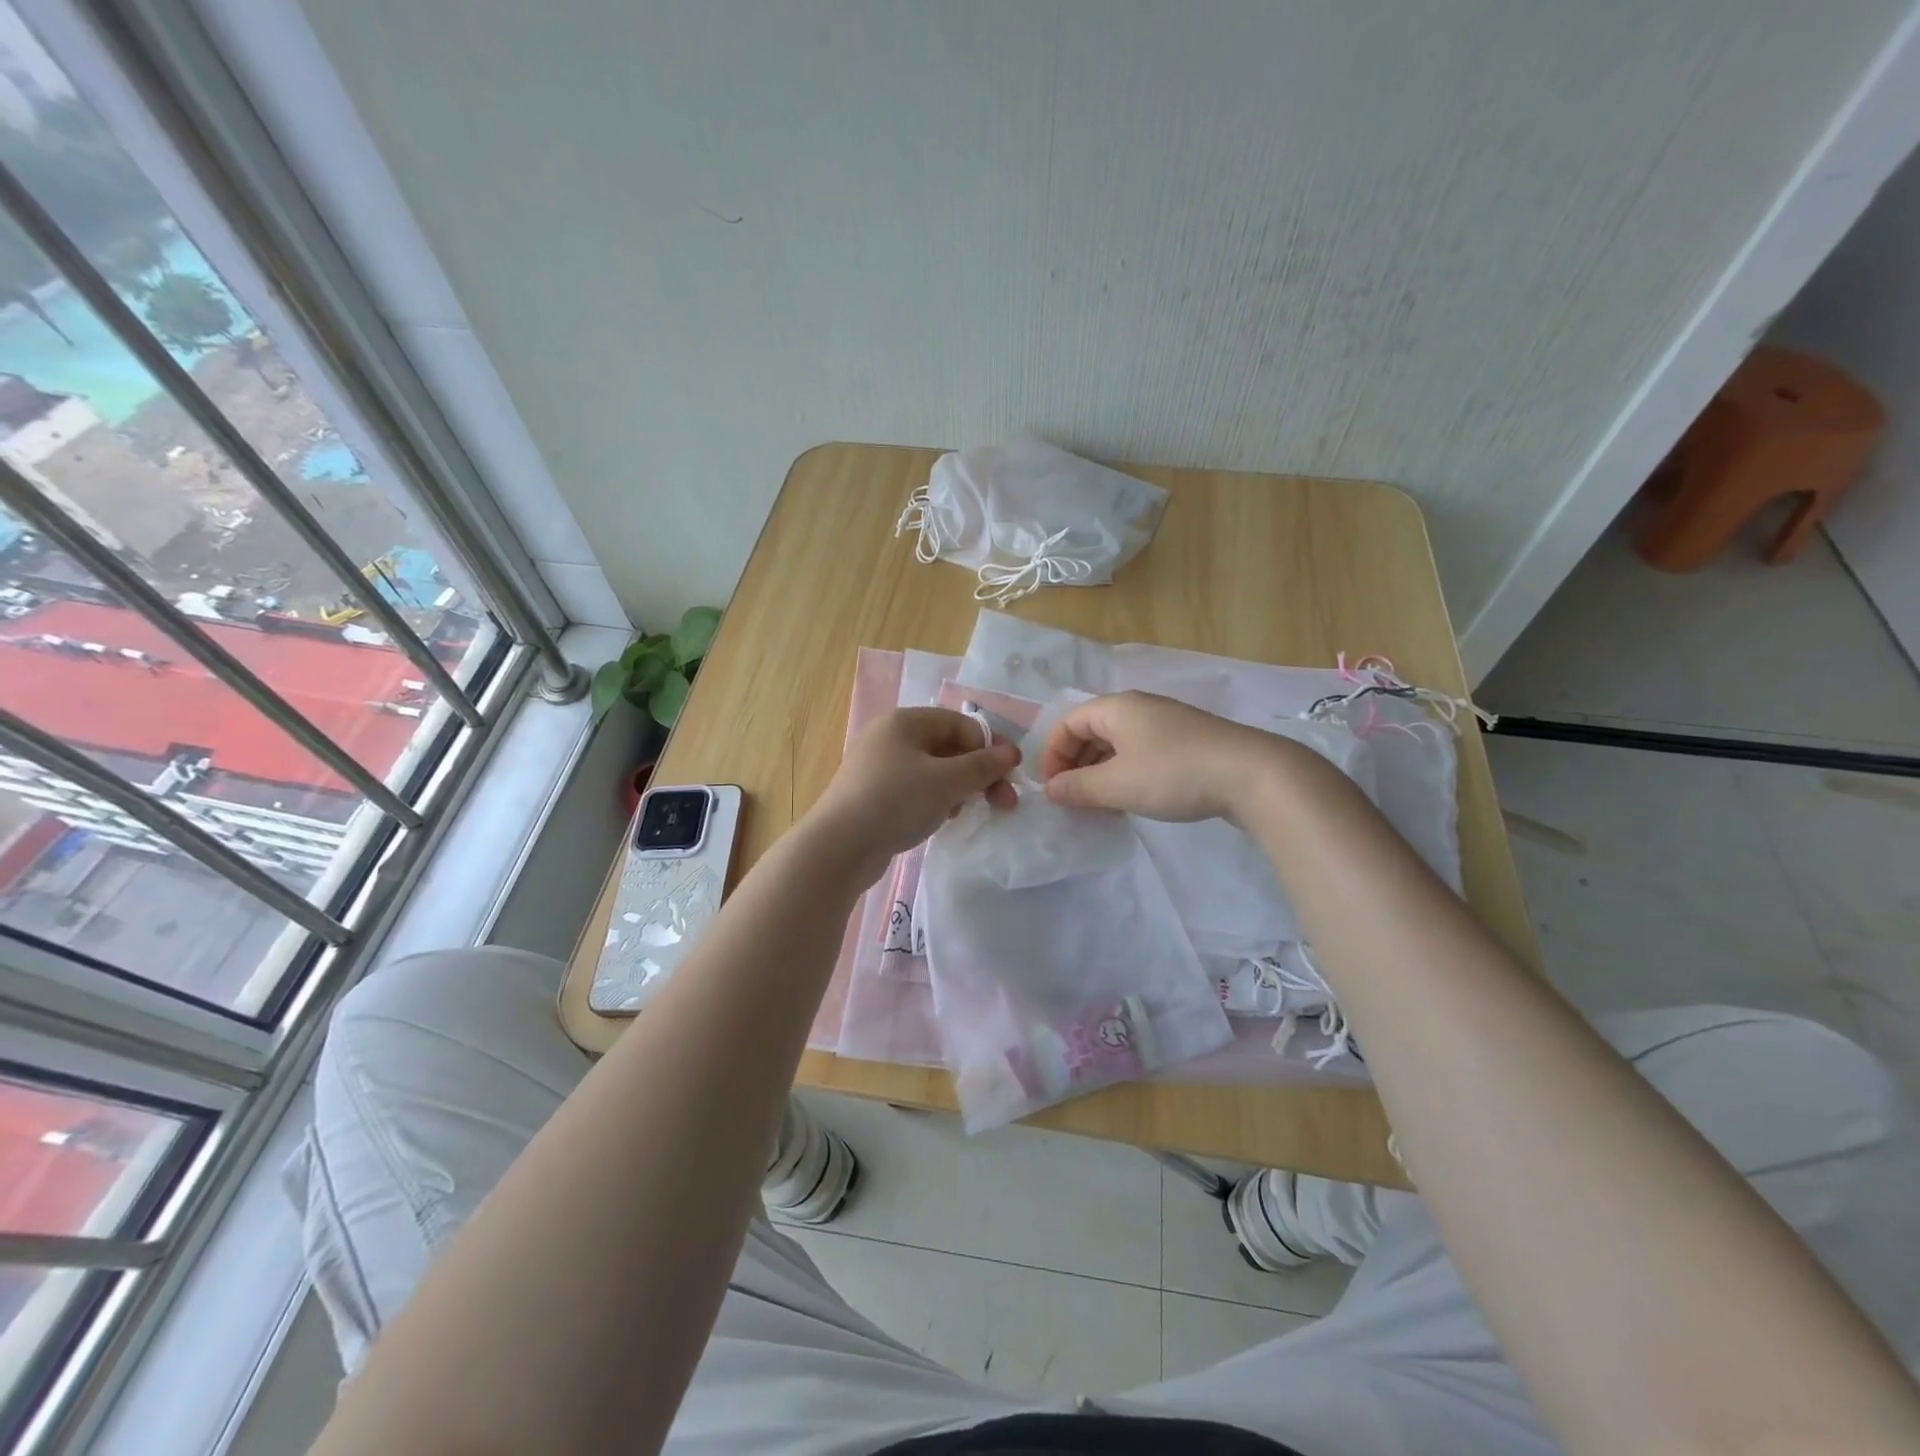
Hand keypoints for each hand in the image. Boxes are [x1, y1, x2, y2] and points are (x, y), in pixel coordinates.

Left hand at [803, 708, 1019, 879]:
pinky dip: (935, 801)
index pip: (961, 724)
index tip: (1009, 777)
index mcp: (905, 722)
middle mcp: (890, 737)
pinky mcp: (874, 795)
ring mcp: (879, 767)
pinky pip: (916, 790)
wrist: (839, 847)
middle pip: (948, 747)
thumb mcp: (946, 781)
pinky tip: (942, 820)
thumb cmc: (896, 801)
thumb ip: (983, 766)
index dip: (989, 748)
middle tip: (1004, 802)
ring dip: (959, 789)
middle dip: (979, 773)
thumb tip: (1012, 752)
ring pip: (934, 771)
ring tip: (968, 812)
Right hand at [1040, 691, 1279, 823]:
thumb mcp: (1118, 784)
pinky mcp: (1187, 741)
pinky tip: (1132, 798)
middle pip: (1091, 731)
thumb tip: (1051, 790)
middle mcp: (1138, 708)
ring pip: (1117, 744)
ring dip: (1100, 772)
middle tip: (1073, 800)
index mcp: (1116, 708)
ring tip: (1100, 805)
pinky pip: (1141, 752)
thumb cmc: (1174, 773)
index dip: (1052, 755)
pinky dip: (1126, 773)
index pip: (1068, 723)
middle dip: (1076, 765)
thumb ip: (1078, 787)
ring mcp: (1165, 723)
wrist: (1252, 774)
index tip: (1052, 790)